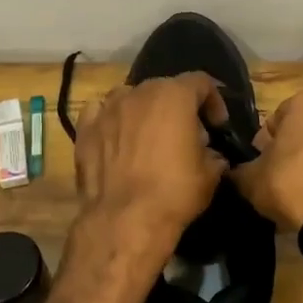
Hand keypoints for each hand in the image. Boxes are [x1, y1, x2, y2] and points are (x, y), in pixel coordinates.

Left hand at [74, 72, 227, 255]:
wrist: (124, 219)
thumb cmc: (174, 192)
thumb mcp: (210, 175)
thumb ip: (213, 155)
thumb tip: (210, 154)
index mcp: (174, 95)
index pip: (200, 82)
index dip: (214, 101)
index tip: (217, 126)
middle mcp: (139, 92)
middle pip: (164, 88)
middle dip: (178, 107)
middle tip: (185, 135)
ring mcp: (108, 109)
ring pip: (130, 97)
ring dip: (143, 111)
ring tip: (148, 137)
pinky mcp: (85, 129)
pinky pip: (100, 113)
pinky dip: (111, 121)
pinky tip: (117, 138)